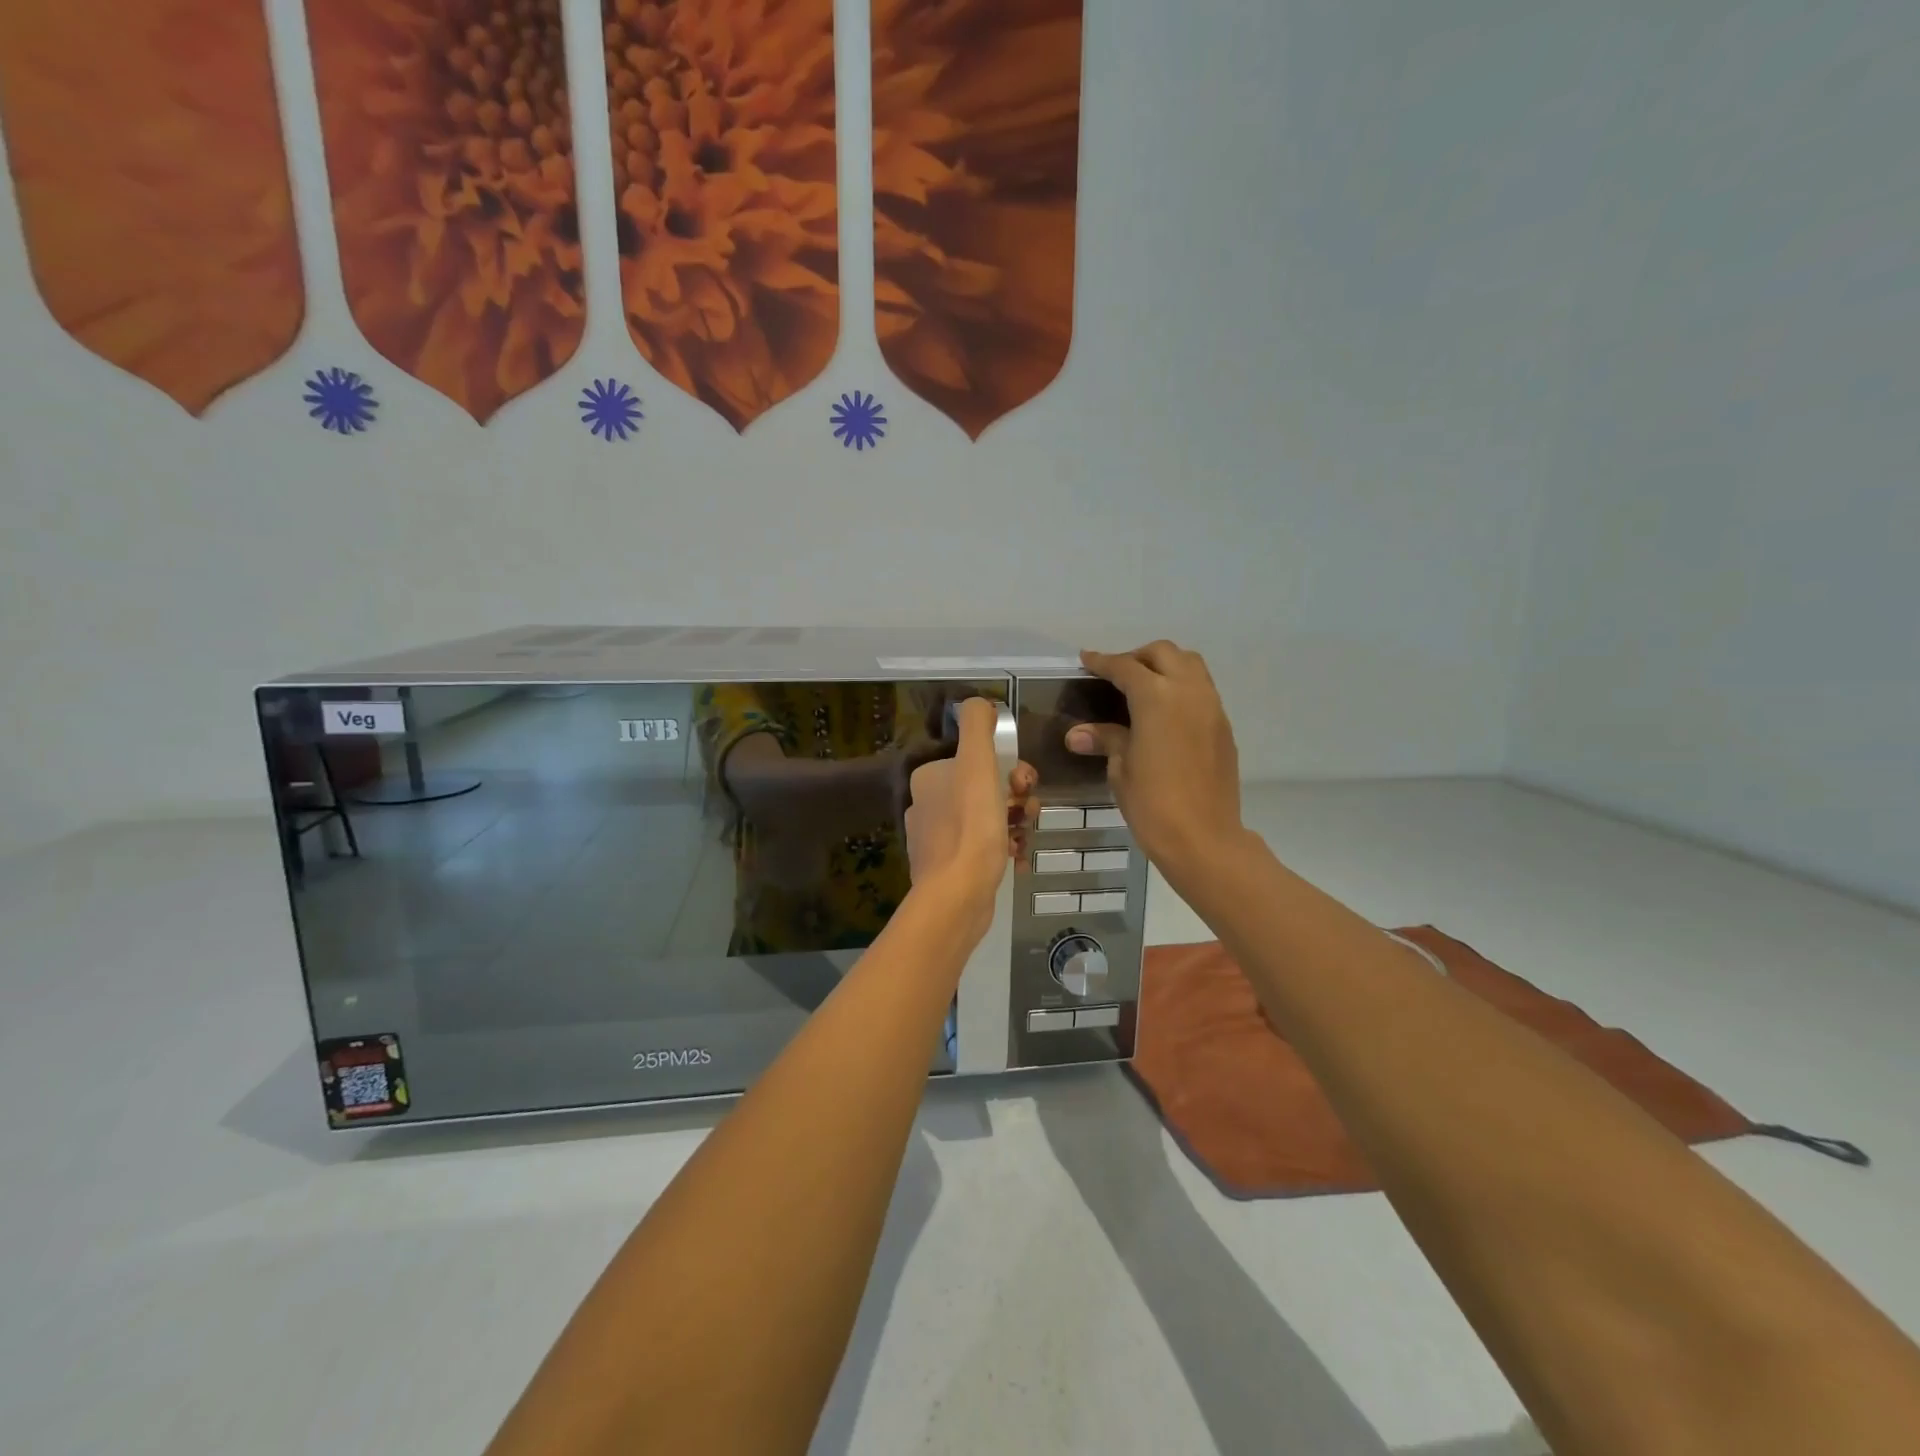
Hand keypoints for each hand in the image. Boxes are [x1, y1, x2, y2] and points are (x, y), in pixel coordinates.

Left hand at [904, 698, 1036, 924]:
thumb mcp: (977, 764)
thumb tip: (980, 703)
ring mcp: (937, 839)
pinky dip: (1004, 849)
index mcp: (930, 777)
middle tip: (1029, 812)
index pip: (979, 761)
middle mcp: (928, 805)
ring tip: (1024, 837)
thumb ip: (978, 726)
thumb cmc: (971, 825)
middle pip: (986, 790)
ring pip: (989, 819)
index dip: (1010, 768)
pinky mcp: (949, 868)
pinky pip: (984, 848)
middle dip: (1016, 798)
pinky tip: (1018, 858)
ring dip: (1014, 823)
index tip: (1026, 785)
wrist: (957, 895)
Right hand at [1067, 641, 1244, 880]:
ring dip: (1165, 666)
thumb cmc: (1152, 803)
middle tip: (1116, 675)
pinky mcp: (1223, 726)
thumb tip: (1077, 734)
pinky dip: (1181, 687)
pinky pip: (1201, 690)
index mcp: (1156, 697)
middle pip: (1163, 653)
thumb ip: (1106, 739)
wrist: (1204, 838)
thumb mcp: (1121, 768)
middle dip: (1137, 657)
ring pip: (1190, 665)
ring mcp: (1211, 707)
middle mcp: (1188, 691)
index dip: (1102, 662)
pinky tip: (1165, 713)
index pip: (1125, 667)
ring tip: (1143, 688)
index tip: (1086, 659)